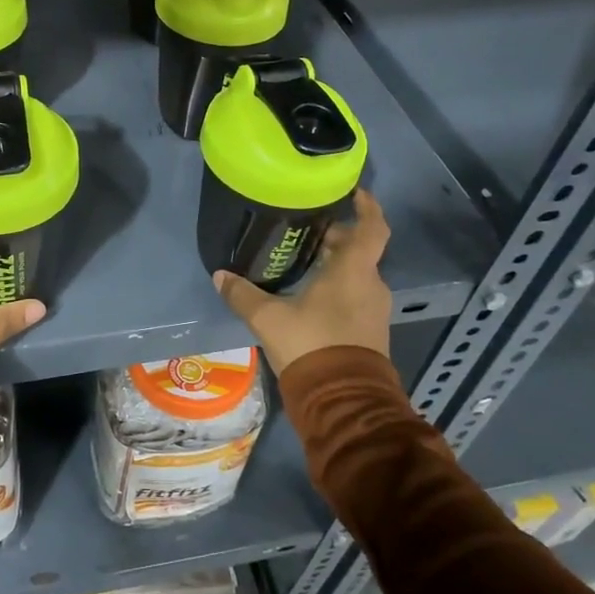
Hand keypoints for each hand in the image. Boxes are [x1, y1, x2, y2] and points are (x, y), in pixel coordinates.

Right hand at [214, 189, 391, 372]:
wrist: (343, 401)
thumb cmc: (311, 345)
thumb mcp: (269, 318)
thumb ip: (243, 295)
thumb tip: (220, 275)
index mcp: (354, 271)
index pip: (372, 227)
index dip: (367, 206)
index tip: (354, 192)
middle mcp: (370, 285)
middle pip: (360, 250)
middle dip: (337, 237)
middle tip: (308, 230)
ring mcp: (374, 310)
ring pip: (357, 275)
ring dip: (337, 264)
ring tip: (305, 260)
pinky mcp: (371, 332)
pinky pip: (356, 297)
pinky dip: (339, 287)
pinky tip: (311, 295)